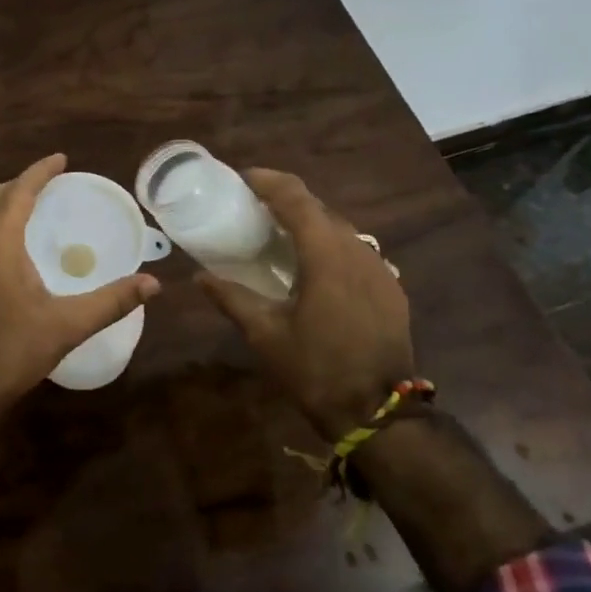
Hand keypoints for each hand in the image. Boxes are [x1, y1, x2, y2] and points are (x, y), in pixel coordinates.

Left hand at [0, 153, 160, 487]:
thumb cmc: (11, 351)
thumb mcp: (67, 326)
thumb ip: (111, 302)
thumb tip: (153, 283)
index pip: (18, 192)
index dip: (39, 172)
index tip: (61, 159)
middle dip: (23, 183)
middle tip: (53, 183)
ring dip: (8, 203)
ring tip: (37, 207)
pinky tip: (17, 247)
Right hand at [196, 168, 412, 440]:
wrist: (379, 413)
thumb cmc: (315, 369)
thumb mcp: (265, 333)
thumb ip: (231, 297)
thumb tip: (199, 277)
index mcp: (326, 253)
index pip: (296, 197)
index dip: (268, 181)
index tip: (241, 178)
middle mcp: (358, 249)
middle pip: (319, 208)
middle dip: (286, 201)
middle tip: (252, 207)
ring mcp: (380, 268)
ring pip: (341, 229)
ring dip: (310, 224)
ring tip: (279, 236)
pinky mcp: (391, 287)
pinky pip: (356, 251)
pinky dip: (330, 247)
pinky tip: (313, 269)